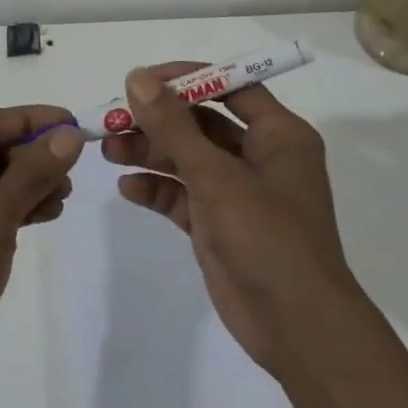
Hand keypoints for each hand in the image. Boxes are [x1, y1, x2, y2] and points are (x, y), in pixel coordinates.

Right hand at [104, 64, 361, 377]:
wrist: (298, 329)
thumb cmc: (268, 238)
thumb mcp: (217, 176)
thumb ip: (174, 127)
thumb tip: (138, 78)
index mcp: (278, 135)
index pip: (229, 87)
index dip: (186, 79)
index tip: (142, 80)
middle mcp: (260, 157)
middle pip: (202, 123)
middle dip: (158, 120)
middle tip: (114, 119)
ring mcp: (238, 193)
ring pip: (188, 159)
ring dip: (150, 153)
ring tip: (109, 151)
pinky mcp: (219, 225)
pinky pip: (183, 196)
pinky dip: (157, 189)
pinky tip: (128, 188)